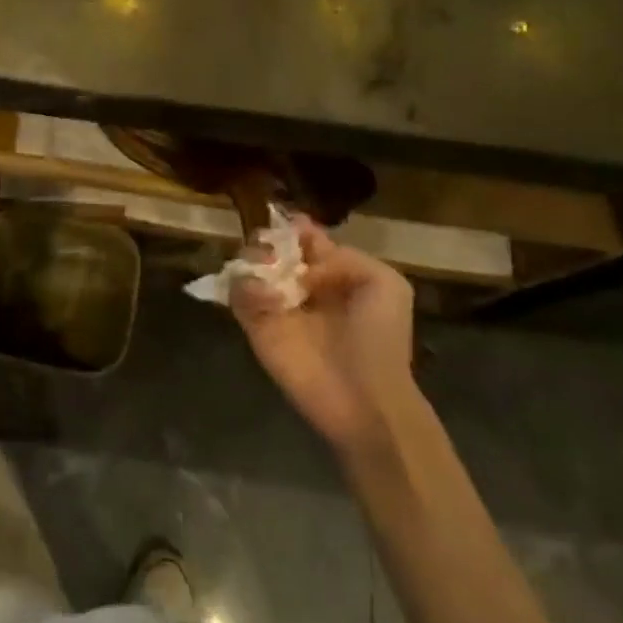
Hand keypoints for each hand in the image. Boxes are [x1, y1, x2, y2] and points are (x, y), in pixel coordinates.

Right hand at [233, 218, 418, 464]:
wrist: (366, 399)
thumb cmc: (380, 340)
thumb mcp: (385, 284)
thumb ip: (344, 257)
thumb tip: (302, 267)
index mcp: (330, 271)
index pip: (302, 237)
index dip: (294, 226)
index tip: (288, 222)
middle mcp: (298, 283)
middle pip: (269, 245)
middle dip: (267, 239)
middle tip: (274, 249)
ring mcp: (274, 304)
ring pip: (247, 264)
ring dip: (252, 258)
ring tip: (268, 270)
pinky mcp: (255, 326)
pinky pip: (237, 294)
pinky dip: (245, 289)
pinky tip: (268, 300)